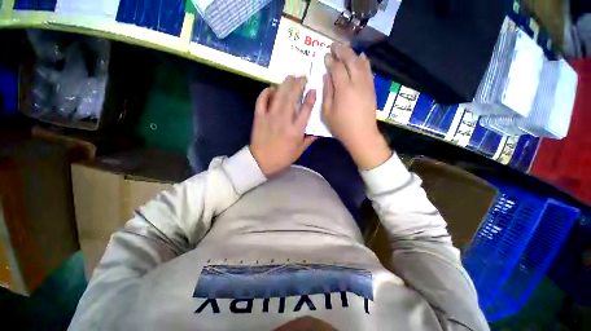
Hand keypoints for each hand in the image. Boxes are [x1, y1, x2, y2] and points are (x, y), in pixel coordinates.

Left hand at [250, 76, 316, 176]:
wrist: (261, 161)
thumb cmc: (282, 158)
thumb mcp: (299, 152)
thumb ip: (308, 141)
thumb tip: (317, 133)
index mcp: (295, 130)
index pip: (306, 110)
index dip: (310, 98)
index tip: (313, 89)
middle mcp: (284, 120)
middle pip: (292, 98)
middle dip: (298, 85)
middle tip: (302, 76)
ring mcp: (270, 117)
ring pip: (279, 96)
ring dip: (285, 84)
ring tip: (290, 76)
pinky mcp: (259, 117)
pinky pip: (262, 100)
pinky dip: (266, 92)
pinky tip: (271, 88)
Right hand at [322, 43, 391, 169]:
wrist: (361, 135)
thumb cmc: (341, 127)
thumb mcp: (327, 113)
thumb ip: (326, 93)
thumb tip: (326, 77)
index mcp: (343, 89)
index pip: (337, 68)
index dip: (330, 60)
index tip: (325, 55)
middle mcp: (357, 83)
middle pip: (350, 60)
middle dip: (342, 51)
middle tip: (334, 46)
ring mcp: (366, 85)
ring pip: (361, 62)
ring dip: (353, 53)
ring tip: (345, 49)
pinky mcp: (372, 89)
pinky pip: (368, 70)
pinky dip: (364, 61)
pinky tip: (361, 57)